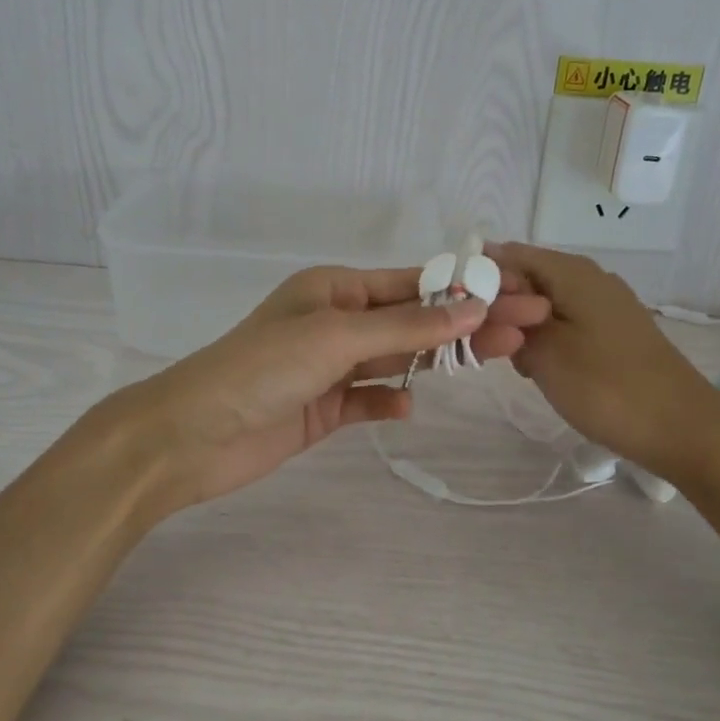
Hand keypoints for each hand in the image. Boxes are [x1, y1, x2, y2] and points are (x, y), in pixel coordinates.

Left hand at [99, 264, 550, 515]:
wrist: (192, 435)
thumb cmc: (261, 369)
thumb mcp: (336, 337)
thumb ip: (407, 328)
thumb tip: (474, 307)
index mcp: (334, 290)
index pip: (413, 285)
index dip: (466, 289)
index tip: (517, 294)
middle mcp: (335, 323)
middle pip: (414, 322)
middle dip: (467, 325)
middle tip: (527, 330)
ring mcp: (329, 368)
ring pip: (396, 360)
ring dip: (438, 361)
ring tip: (497, 361)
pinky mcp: (322, 409)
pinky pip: (368, 399)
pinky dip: (389, 401)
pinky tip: (408, 407)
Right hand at [488, 242, 719, 475]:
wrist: (681, 428)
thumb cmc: (605, 386)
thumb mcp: (544, 351)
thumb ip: (509, 318)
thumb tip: (490, 293)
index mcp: (571, 271)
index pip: (507, 254)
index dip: (478, 278)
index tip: (456, 312)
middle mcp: (589, 278)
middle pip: (527, 279)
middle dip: (499, 308)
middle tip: (487, 346)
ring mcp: (605, 306)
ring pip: (544, 305)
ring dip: (521, 329)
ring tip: (516, 364)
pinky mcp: (613, 332)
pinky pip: (565, 324)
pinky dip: (546, 341)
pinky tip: (543, 371)